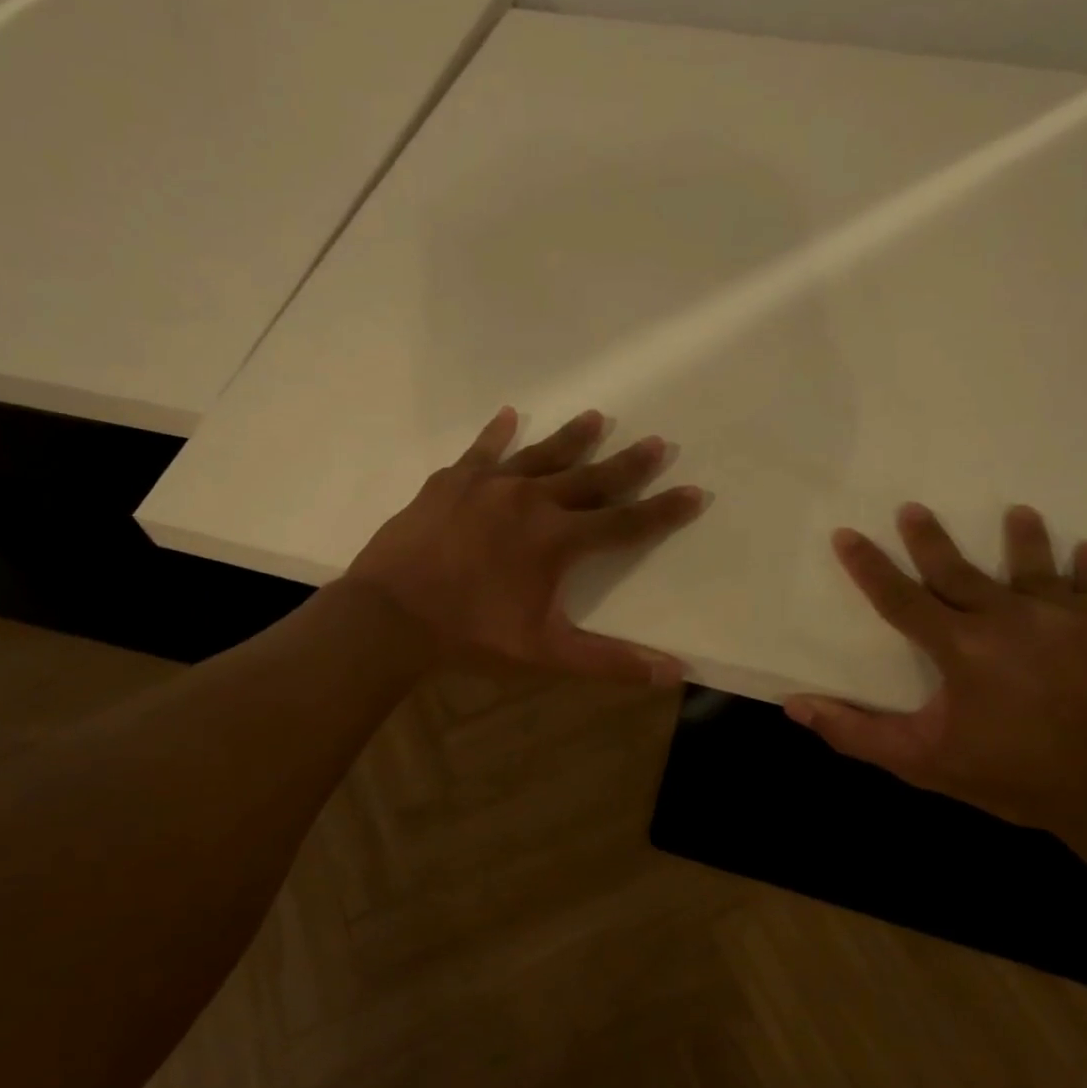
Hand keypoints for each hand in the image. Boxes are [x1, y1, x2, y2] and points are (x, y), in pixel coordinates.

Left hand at [343, 407, 703, 684]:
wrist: (391, 616)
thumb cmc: (471, 635)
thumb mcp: (545, 653)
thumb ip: (610, 660)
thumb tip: (674, 672)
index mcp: (558, 539)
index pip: (626, 523)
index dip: (664, 511)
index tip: (695, 491)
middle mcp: (531, 500)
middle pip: (591, 478)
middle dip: (628, 464)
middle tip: (657, 442)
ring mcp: (488, 485)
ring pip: (541, 454)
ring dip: (573, 438)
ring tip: (598, 417)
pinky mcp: (450, 482)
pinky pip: (480, 451)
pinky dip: (496, 434)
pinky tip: (508, 415)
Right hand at [784, 504, 1086, 838]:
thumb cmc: (1019, 777)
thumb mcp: (924, 762)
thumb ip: (855, 733)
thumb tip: (794, 706)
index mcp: (961, 646)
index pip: (900, 597)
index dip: (868, 566)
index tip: (847, 534)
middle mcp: (1013, 617)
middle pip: (960, 569)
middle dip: (932, 538)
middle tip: (915, 508)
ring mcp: (1074, 617)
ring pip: (1041, 566)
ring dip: (1026, 538)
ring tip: (1020, 513)